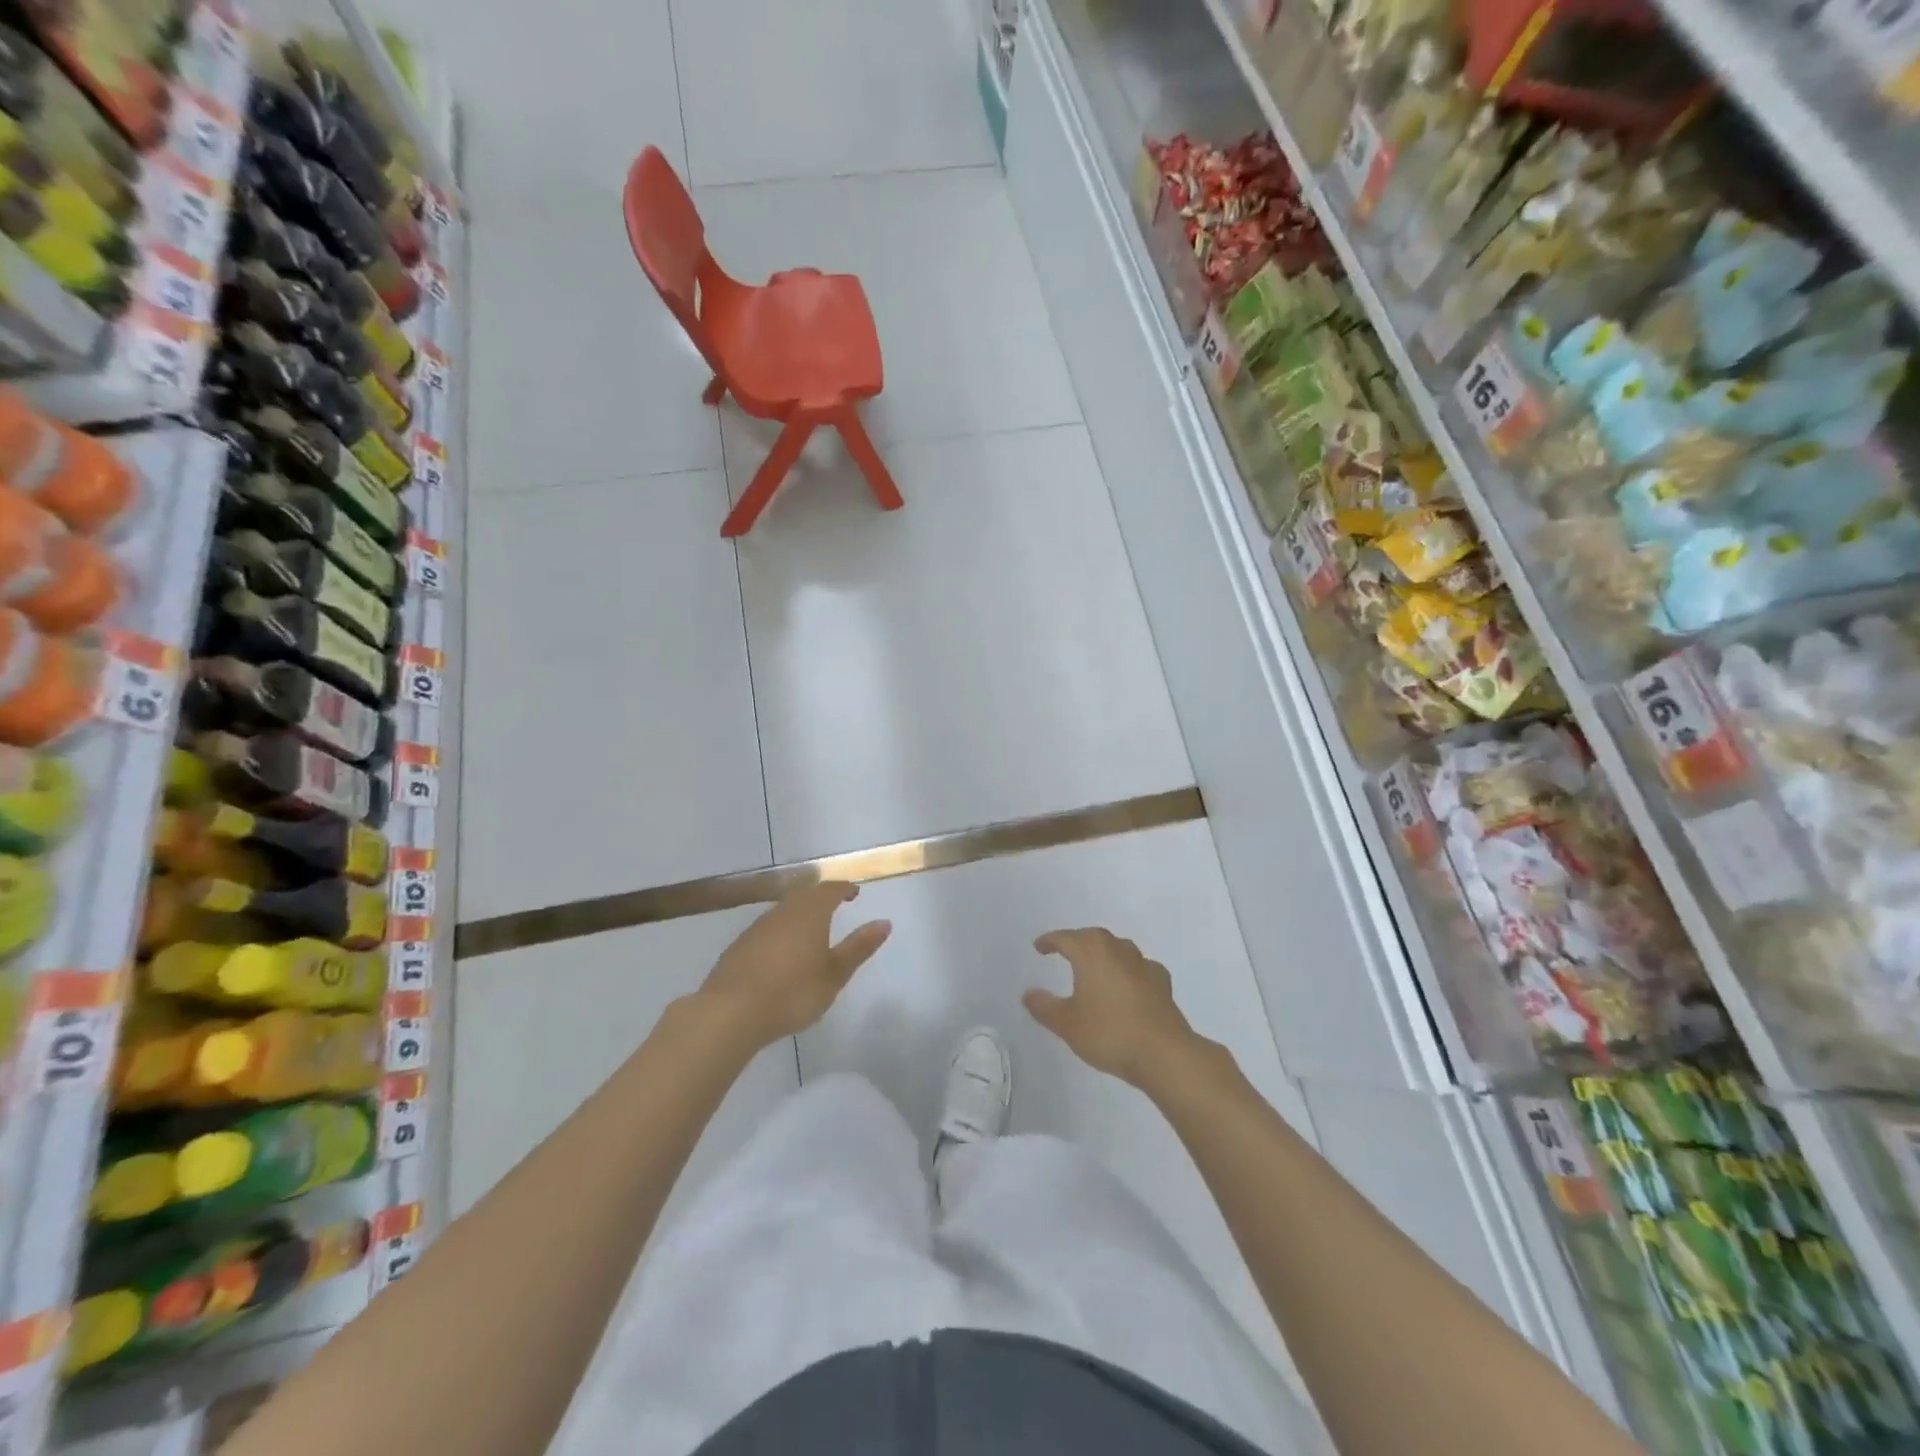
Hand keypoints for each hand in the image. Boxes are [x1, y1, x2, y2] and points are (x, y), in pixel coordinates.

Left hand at [698, 882, 890, 1049]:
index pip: (830, 889)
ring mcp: (757, 928)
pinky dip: (780, 933)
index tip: (854, 893)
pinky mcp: (739, 946)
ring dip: (799, 914)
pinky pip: (767, 929)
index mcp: (810, 913)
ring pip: (783, 910)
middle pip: (804, 894)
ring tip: (811, 930)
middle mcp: (783, 912)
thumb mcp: (834, 974)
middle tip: (834, 905)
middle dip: (821, 897)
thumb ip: (858, 947)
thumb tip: (884, 922)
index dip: (844, 888)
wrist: (730, 1012)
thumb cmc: (792, 992)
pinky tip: (781, 953)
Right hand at [1025, 928, 1198, 1086]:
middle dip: (1078, 942)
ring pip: (1119, 948)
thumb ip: (1045, 1007)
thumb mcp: (1067, 1024)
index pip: (1065, 938)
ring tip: (1095, 966)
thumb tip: (1028, 993)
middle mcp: (1118, 950)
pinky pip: (1139, 968)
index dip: (1050, 941)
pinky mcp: (1162, 983)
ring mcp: (1143, 964)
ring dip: (1105, 953)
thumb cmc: (1109, 1033)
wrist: (1163, 1053)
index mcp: (1091, 952)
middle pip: (1094, 937)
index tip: (1039, 947)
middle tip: (1065, 951)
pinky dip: (1129, 971)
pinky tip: (1128, 984)